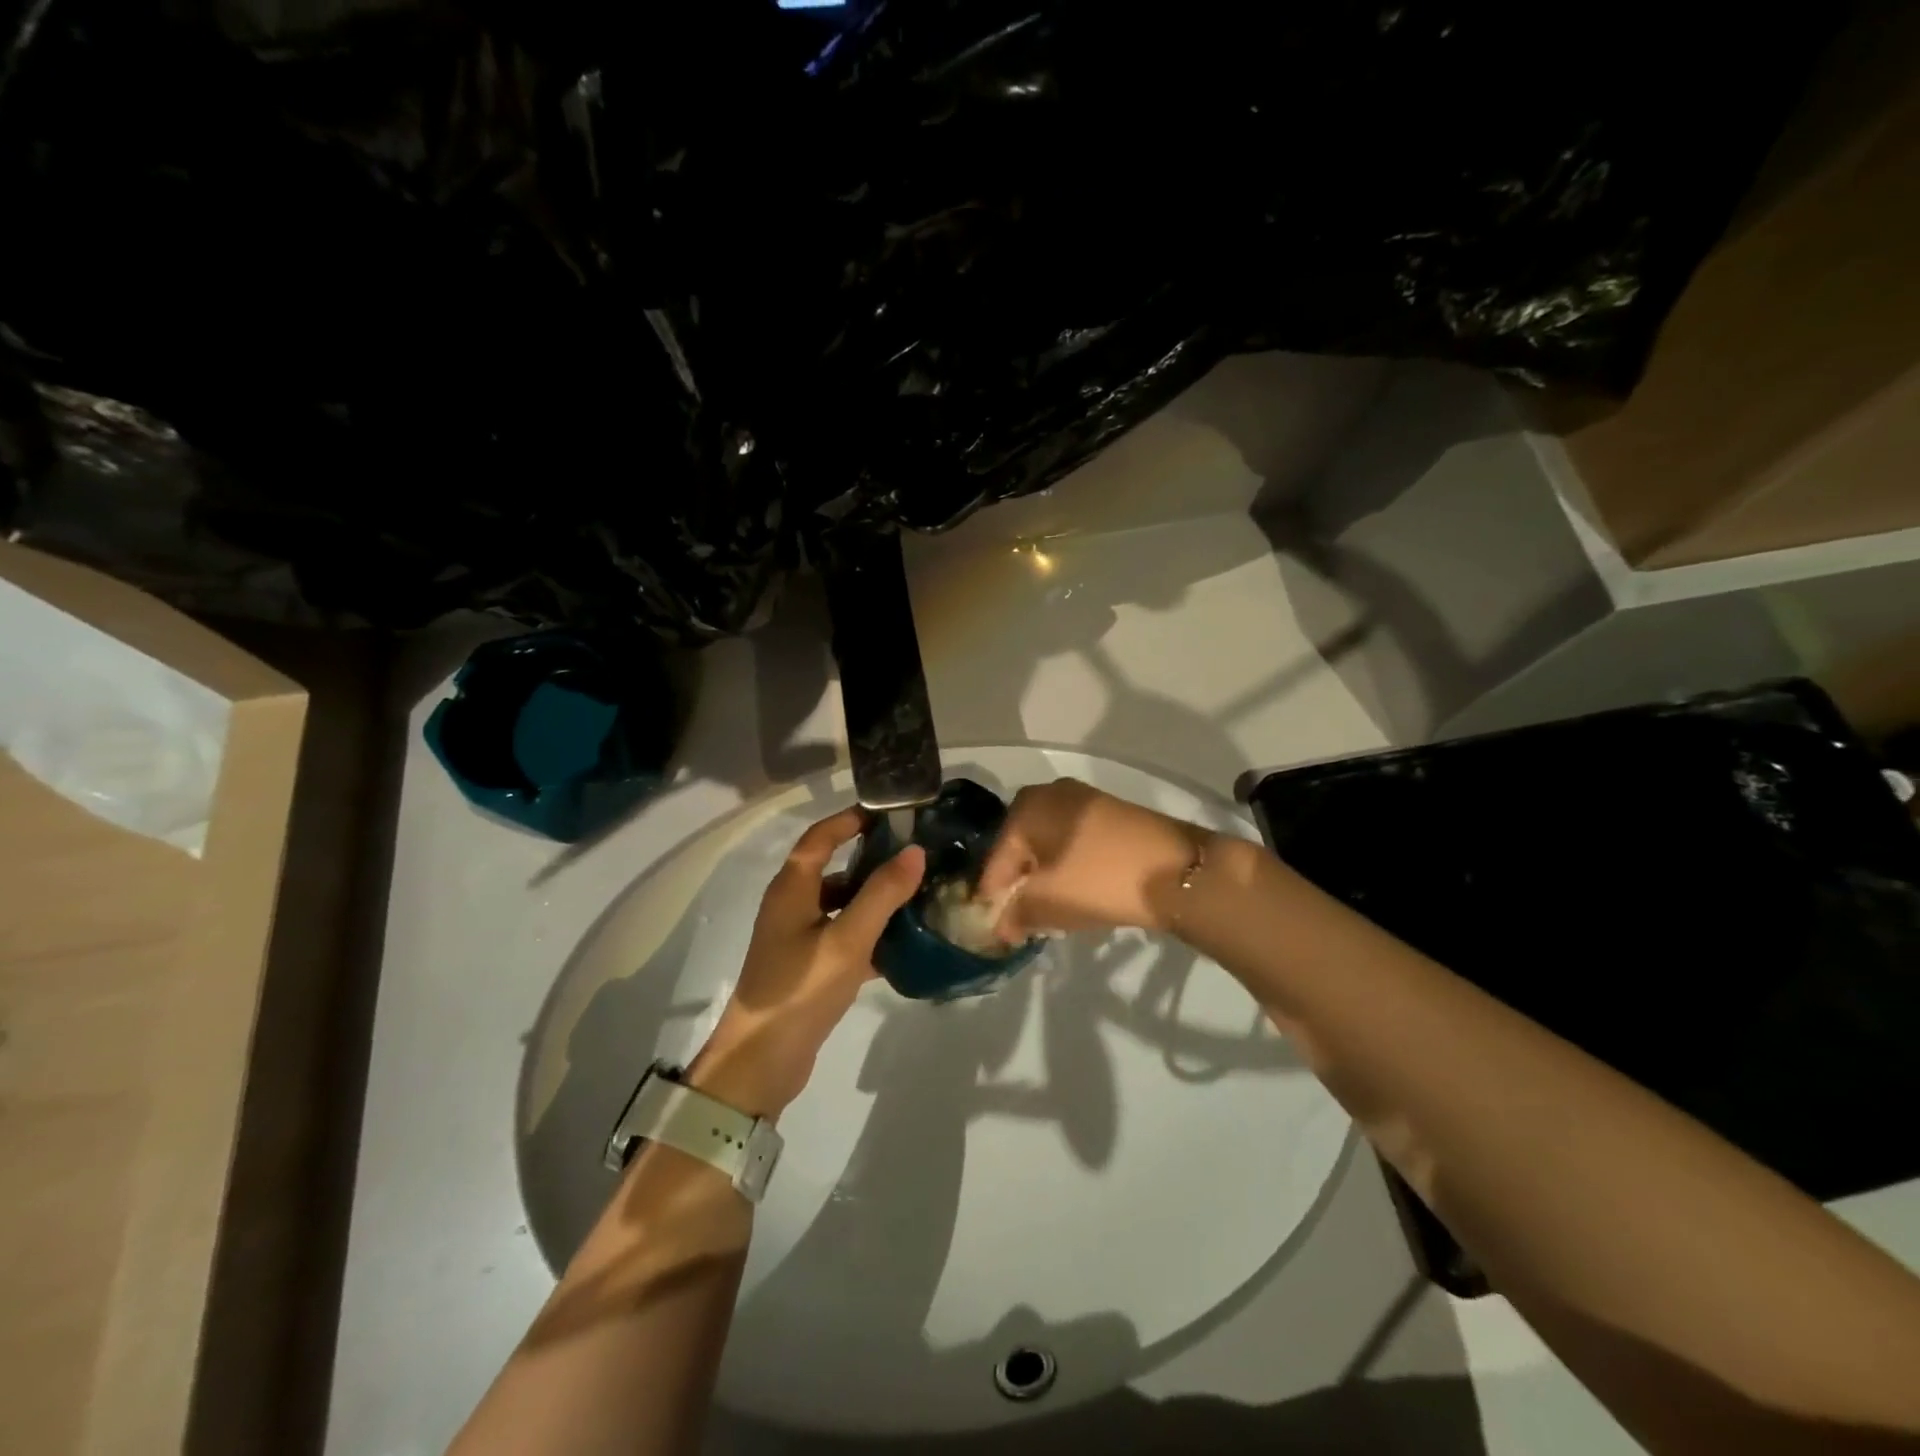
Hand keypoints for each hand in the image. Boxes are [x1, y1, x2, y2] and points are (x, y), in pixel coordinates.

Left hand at [691, 807, 924, 1119]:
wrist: (761, 1062)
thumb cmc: (801, 989)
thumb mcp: (847, 939)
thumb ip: (882, 894)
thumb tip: (915, 851)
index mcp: (792, 888)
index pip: (821, 837)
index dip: (851, 819)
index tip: (890, 813)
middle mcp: (792, 906)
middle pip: (833, 869)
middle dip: (872, 859)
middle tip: (916, 855)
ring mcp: (798, 939)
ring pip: (841, 906)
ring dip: (874, 899)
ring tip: (918, 895)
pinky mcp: (808, 968)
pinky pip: (843, 937)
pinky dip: (869, 934)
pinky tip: (903, 943)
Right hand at [977, 778, 1203, 941]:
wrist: (1180, 871)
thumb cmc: (1100, 880)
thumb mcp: (1048, 902)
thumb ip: (1015, 914)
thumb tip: (1000, 926)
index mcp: (1028, 806)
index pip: (996, 859)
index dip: (993, 898)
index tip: (997, 930)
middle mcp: (1051, 793)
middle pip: (1021, 848)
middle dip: (1019, 886)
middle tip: (1023, 921)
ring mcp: (1084, 800)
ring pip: (1049, 845)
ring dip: (1044, 878)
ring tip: (1050, 913)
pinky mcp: (1111, 814)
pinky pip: (1074, 842)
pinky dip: (1068, 868)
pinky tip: (1077, 893)